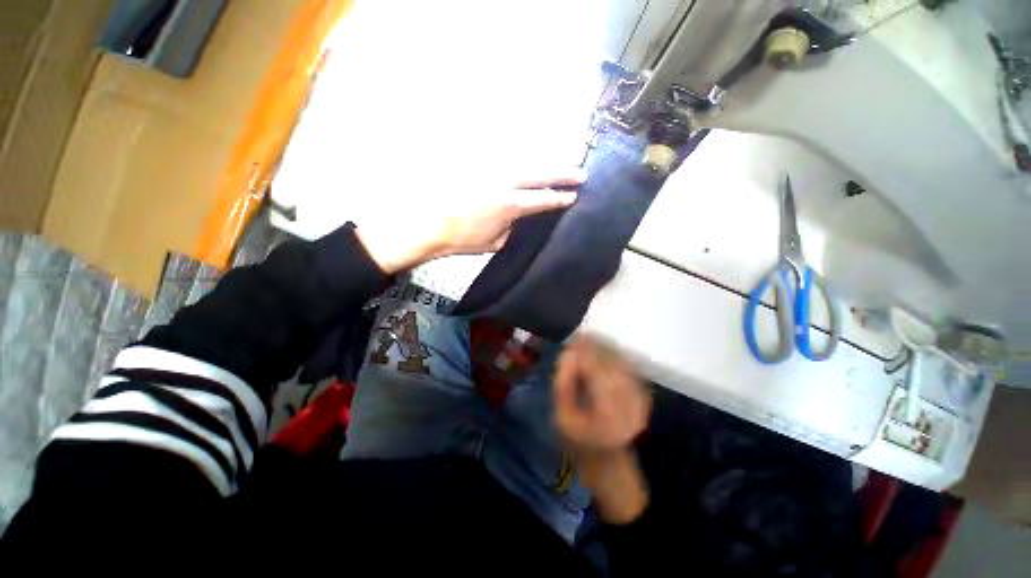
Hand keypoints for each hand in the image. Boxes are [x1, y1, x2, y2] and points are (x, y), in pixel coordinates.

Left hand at [355, 170, 584, 273]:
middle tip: (580, 174)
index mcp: (509, 205)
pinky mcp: (479, 165)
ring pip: (525, 161)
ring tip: (559, 168)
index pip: (542, 199)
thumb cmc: (463, 239)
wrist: (430, 225)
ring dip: (544, 164)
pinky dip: (521, 162)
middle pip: (540, 173)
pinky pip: (506, 160)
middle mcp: (504, 182)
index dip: (560, 198)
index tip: (574, 196)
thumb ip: (513, 228)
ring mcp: (490, 170)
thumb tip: (522, 218)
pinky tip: (529, 165)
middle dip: (562, 174)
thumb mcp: (494, 242)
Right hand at [554, 335, 651, 523]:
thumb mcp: (563, 417)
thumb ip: (563, 384)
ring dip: (604, 349)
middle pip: (611, 362)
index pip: (596, 369)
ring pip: (621, 362)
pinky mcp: (642, 396)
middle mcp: (629, 402)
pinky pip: (628, 368)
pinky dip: (614, 357)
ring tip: (588, 341)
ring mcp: (639, 399)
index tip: (573, 338)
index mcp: (608, 411)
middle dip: (594, 346)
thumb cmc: (580, 444)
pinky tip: (602, 352)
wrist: (609, 463)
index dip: (584, 351)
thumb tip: (567, 354)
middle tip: (579, 337)